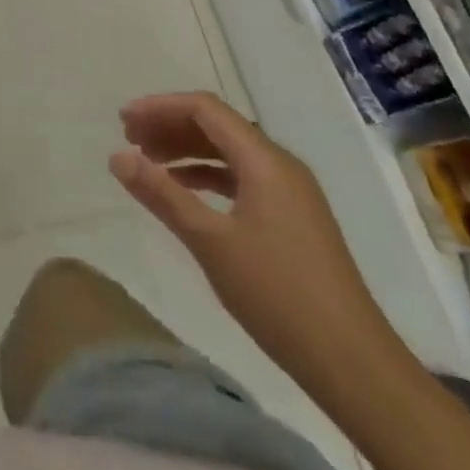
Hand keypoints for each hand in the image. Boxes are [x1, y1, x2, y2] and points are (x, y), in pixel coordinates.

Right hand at [110, 92, 402, 397]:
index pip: (205, 109)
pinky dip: (208, 177)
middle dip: (170, 126)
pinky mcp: (293, 219)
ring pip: (230, 153)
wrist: (353, 363)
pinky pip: (242, 179)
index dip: (161, 107)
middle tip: (129, 139)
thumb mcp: (210, 241)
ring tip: (148, 162)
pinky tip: (184, 194)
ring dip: (187, 151)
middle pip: (218, 126)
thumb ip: (162, 194)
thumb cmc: (277, 294)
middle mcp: (280, 165)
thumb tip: (117, 156)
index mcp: (265, 160)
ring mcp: (291, 192)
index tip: (123, 120)